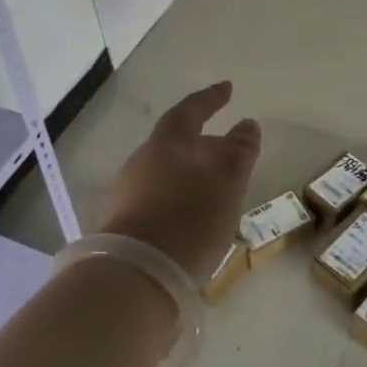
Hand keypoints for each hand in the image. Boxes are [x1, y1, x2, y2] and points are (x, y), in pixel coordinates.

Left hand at [98, 81, 262, 283]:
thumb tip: (247, 124)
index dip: (211, 98)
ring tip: (212, 190)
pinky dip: (175, 200)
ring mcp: (125, 194)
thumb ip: (239, 150)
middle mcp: (140, 162)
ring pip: (163, 173)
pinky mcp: (119, 226)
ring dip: (188, 174)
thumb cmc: (188, 219)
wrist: (134, 278)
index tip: (227, 88)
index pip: (191, 110)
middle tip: (226, 150)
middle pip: (174, 143)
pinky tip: (188, 218)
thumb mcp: (227, 182)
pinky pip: (154, 200)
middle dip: (201, 143)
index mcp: (167, 144)